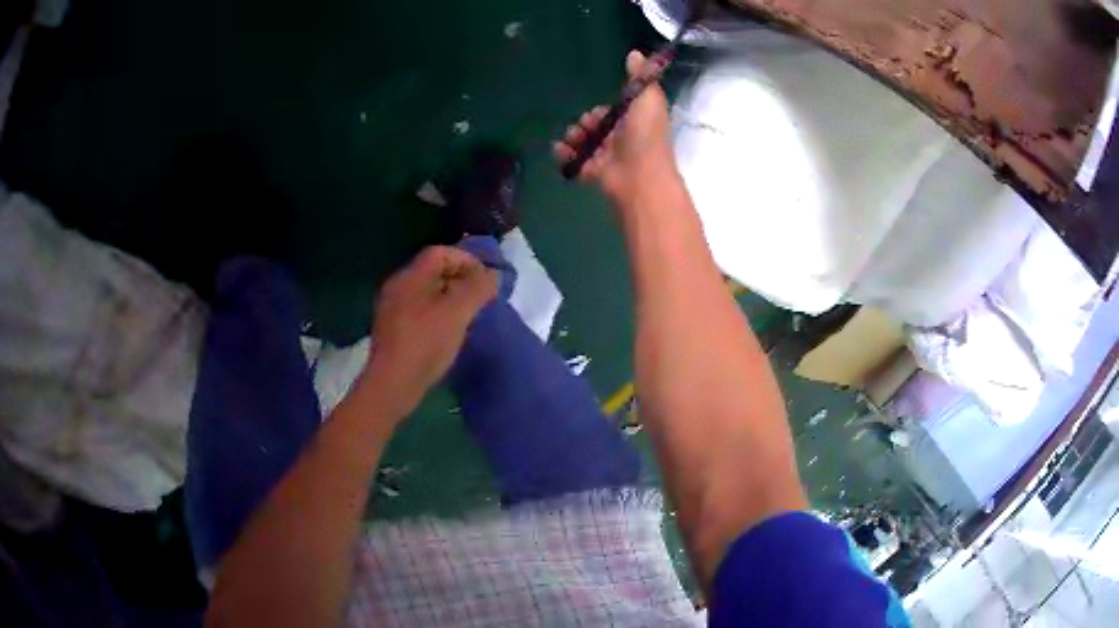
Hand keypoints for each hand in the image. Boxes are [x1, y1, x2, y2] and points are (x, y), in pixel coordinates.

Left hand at [364, 246, 498, 415]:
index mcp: (410, 277)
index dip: (466, 260)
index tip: (486, 279)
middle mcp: (397, 287)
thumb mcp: (458, 313)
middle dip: (460, 279)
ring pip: (426, 293)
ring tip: (468, 315)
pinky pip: (419, 311)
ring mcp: (391, 309)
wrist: (392, 385)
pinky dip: (438, 314)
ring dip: (450, 298)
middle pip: (432, 271)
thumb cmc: (425, 344)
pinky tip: (448, 332)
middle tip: (480, 296)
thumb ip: (478, 289)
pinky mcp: (392, 331)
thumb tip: (493, 275)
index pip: (440, 253)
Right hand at [553, 50, 673, 200]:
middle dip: (586, 122)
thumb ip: (640, 77)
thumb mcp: (647, 98)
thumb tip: (635, 53)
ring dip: (573, 137)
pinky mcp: (596, 173)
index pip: (616, 112)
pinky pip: (575, 162)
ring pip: (584, 143)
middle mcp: (623, 139)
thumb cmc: (645, 135)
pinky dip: (565, 156)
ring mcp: (609, 158)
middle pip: (597, 126)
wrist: (640, 176)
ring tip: (571, 139)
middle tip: (585, 125)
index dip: (604, 108)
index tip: (599, 108)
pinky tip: (560, 150)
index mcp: (636, 122)